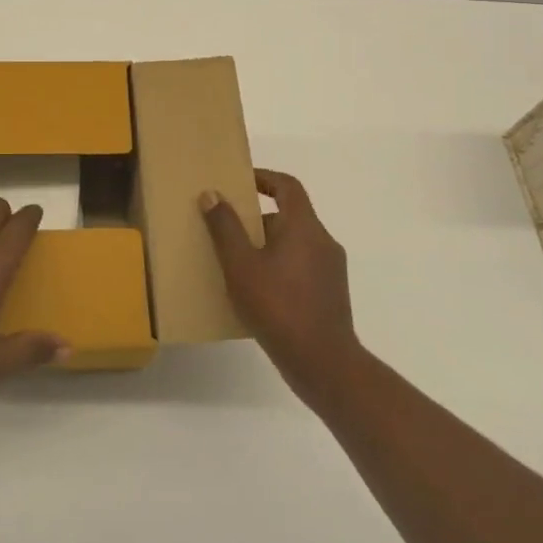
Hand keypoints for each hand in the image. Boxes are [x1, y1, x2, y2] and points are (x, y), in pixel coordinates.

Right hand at [201, 169, 360, 395]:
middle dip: (256, 219)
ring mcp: (330, 270)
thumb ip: (225, 228)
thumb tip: (212, 194)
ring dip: (266, 245)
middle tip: (227, 229)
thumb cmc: (278, 307)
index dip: (264, 178)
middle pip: (289, 216)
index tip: (239, 182)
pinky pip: (300, 267)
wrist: (324, 364)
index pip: (287, 186)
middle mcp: (323, 242)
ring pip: (294, 243)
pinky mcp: (330, 294)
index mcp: (304, 227)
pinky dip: (278, 267)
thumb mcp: (241, 265)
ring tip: (236, 262)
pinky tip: (256, 291)